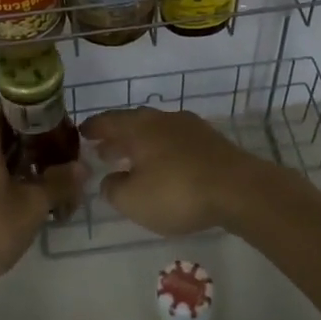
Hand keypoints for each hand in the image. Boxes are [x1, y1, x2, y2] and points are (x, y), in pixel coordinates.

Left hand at [0, 102, 84, 299]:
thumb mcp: (34, 204)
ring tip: (28, 178)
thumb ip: (60, 180)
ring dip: (2, 155)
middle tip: (45, 157)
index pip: (7, 106)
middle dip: (20, 138)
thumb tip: (82, 168)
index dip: (33, 116)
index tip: (54, 132)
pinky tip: (4, 193)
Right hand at [79, 107, 271, 237]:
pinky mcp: (212, 142)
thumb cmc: (178, 192)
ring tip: (133, 163)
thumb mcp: (133, 200)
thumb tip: (110, 179)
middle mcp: (162, 119)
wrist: (239, 189)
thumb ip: (113, 189)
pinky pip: (177, 142)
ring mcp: (190, 128)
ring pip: (157, 132)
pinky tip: (166, 169)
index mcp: (139, 127)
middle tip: (103, 151)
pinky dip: (163, 152)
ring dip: (141, 146)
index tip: (81, 132)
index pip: (108, 121)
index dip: (93, 128)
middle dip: (117, 138)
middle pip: (133, 124)